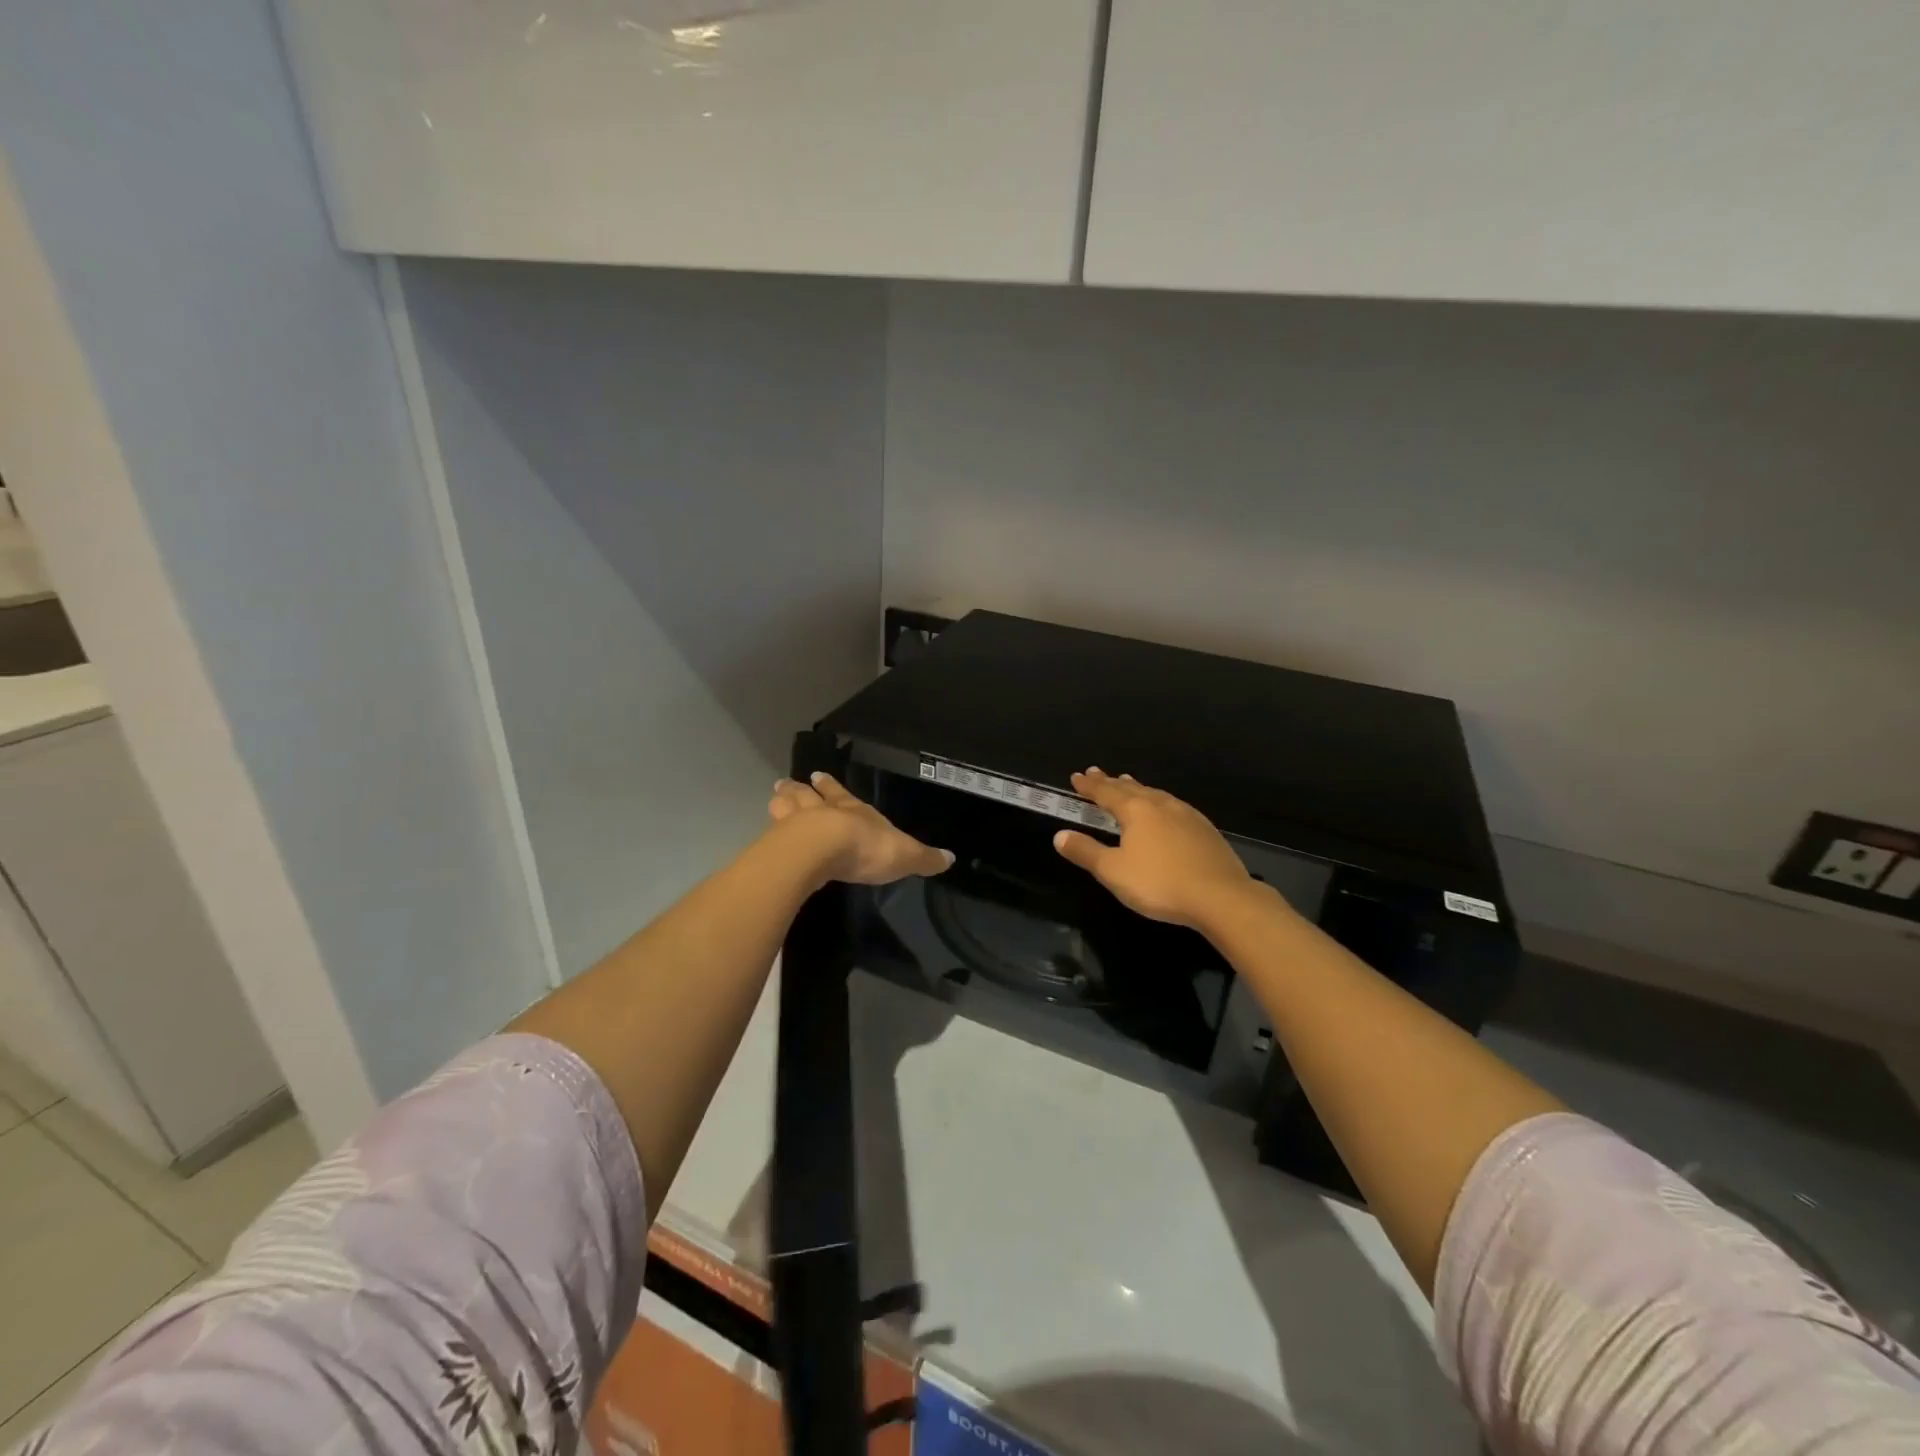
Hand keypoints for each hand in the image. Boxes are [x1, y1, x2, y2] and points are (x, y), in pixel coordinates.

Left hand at [769, 772, 953, 885]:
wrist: (823, 852)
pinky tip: (764, 837)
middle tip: (785, 784)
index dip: (830, 786)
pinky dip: (769, 833)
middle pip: (807, 796)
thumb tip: (951, 858)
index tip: (817, 775)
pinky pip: (771, 835)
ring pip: (785, 808)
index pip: (840, 793)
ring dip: (781, 803)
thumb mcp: (905, 855)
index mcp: (851, 810)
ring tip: (774, 797)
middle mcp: (821, 811)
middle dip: (799, 790)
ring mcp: (795, 825)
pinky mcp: (778, 845)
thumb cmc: (866, 847)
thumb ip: (924, 858)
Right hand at [1053, 769, 1257, 929]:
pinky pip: (1173, 806)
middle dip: (1110, 782)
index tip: (1076, 777)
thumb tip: (1059, 835)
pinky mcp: (1204, 829)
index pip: (1106, 793)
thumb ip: (1085, 852)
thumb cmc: (1160, 883)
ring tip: (1128, 783)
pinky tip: (1165, 810)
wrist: (1220, 896)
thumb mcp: (1113, 872)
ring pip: (1155, 794)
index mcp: (1136, 811)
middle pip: (1130, 789)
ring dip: (1137, 788)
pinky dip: (1159, 801)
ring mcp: (1186, 815)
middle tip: (1097, 773)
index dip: (1089, 786)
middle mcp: (1160, 805)